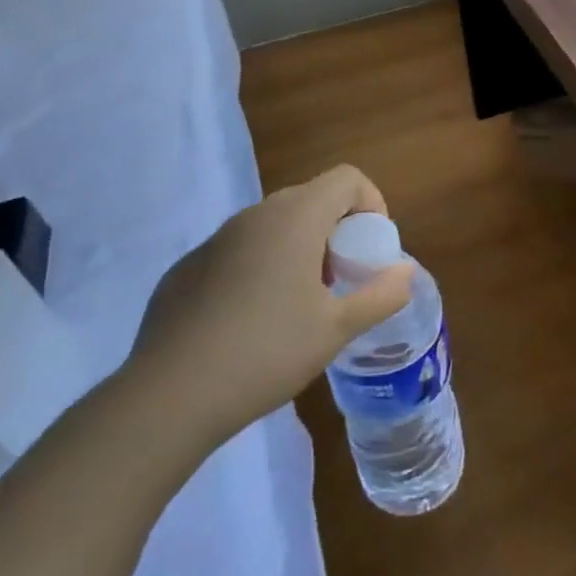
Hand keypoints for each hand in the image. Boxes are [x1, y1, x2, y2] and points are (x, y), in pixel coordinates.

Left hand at [125, 165, 413, 450]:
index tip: (371, 248)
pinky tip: (253, 321)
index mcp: (295, 219)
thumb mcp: (338, 328)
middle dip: (337, 229)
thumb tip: (405, 272)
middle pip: (311, 199)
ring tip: (302, 303)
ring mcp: (214, 241)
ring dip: (300, 248)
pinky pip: (238, 252)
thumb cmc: (268, 352)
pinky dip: (261, 268)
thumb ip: (382, 294)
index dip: (371, 203)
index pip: (346, 178)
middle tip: (343, 277)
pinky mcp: (187, 269)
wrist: (170, 396)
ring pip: (272, 225)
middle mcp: (254, 217)